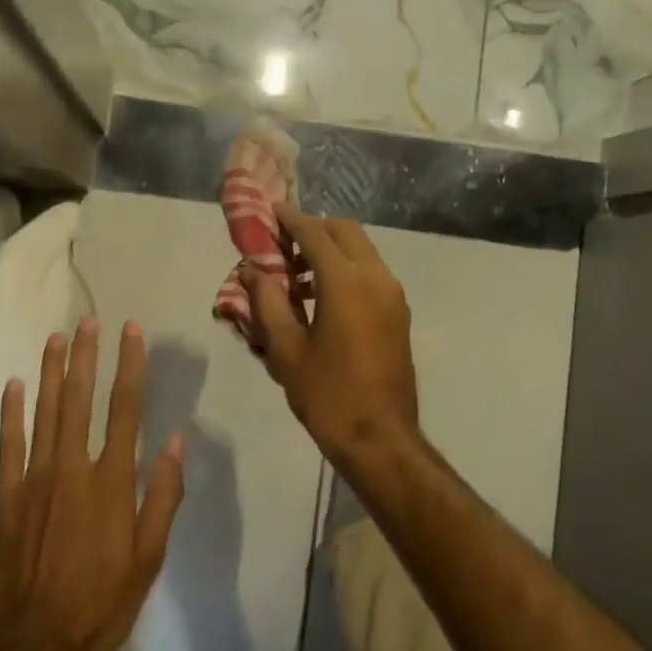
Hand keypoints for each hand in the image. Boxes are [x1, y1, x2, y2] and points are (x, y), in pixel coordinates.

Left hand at [0, 318, 184, 650]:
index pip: (126, 409)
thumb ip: (162, 496)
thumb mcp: (148, 557)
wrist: (34, 646)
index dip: (130, 366)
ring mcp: (35, 480)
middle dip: (86, 357)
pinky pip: (9, 445)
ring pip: (44, 413)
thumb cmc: (101, 602)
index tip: (130, 331)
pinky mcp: (6, 497)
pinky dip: (11, 413)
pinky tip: (14, 385)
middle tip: (88, 320)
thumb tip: (175, 441)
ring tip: (56, 338)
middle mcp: (73, 468)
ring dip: (51, 372)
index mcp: (112, 482)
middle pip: (81, 400)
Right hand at [240, 208, 419, 461]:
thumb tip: (252, 268)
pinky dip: (346, 268)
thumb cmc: (327, 395)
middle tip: (283, 247)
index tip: (271, 211)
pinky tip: (322, 299)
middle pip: (344, 232)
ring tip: (298, 278)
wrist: (380, 439)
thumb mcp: (286, 349)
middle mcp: (375, 277)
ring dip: (331, 250)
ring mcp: (392, 294)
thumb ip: (267, 301)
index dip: (290, 219)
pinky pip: (371, 272)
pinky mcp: (399, 312)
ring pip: (361, 250)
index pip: (314, 233)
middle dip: (314, 229)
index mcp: (346, 282)